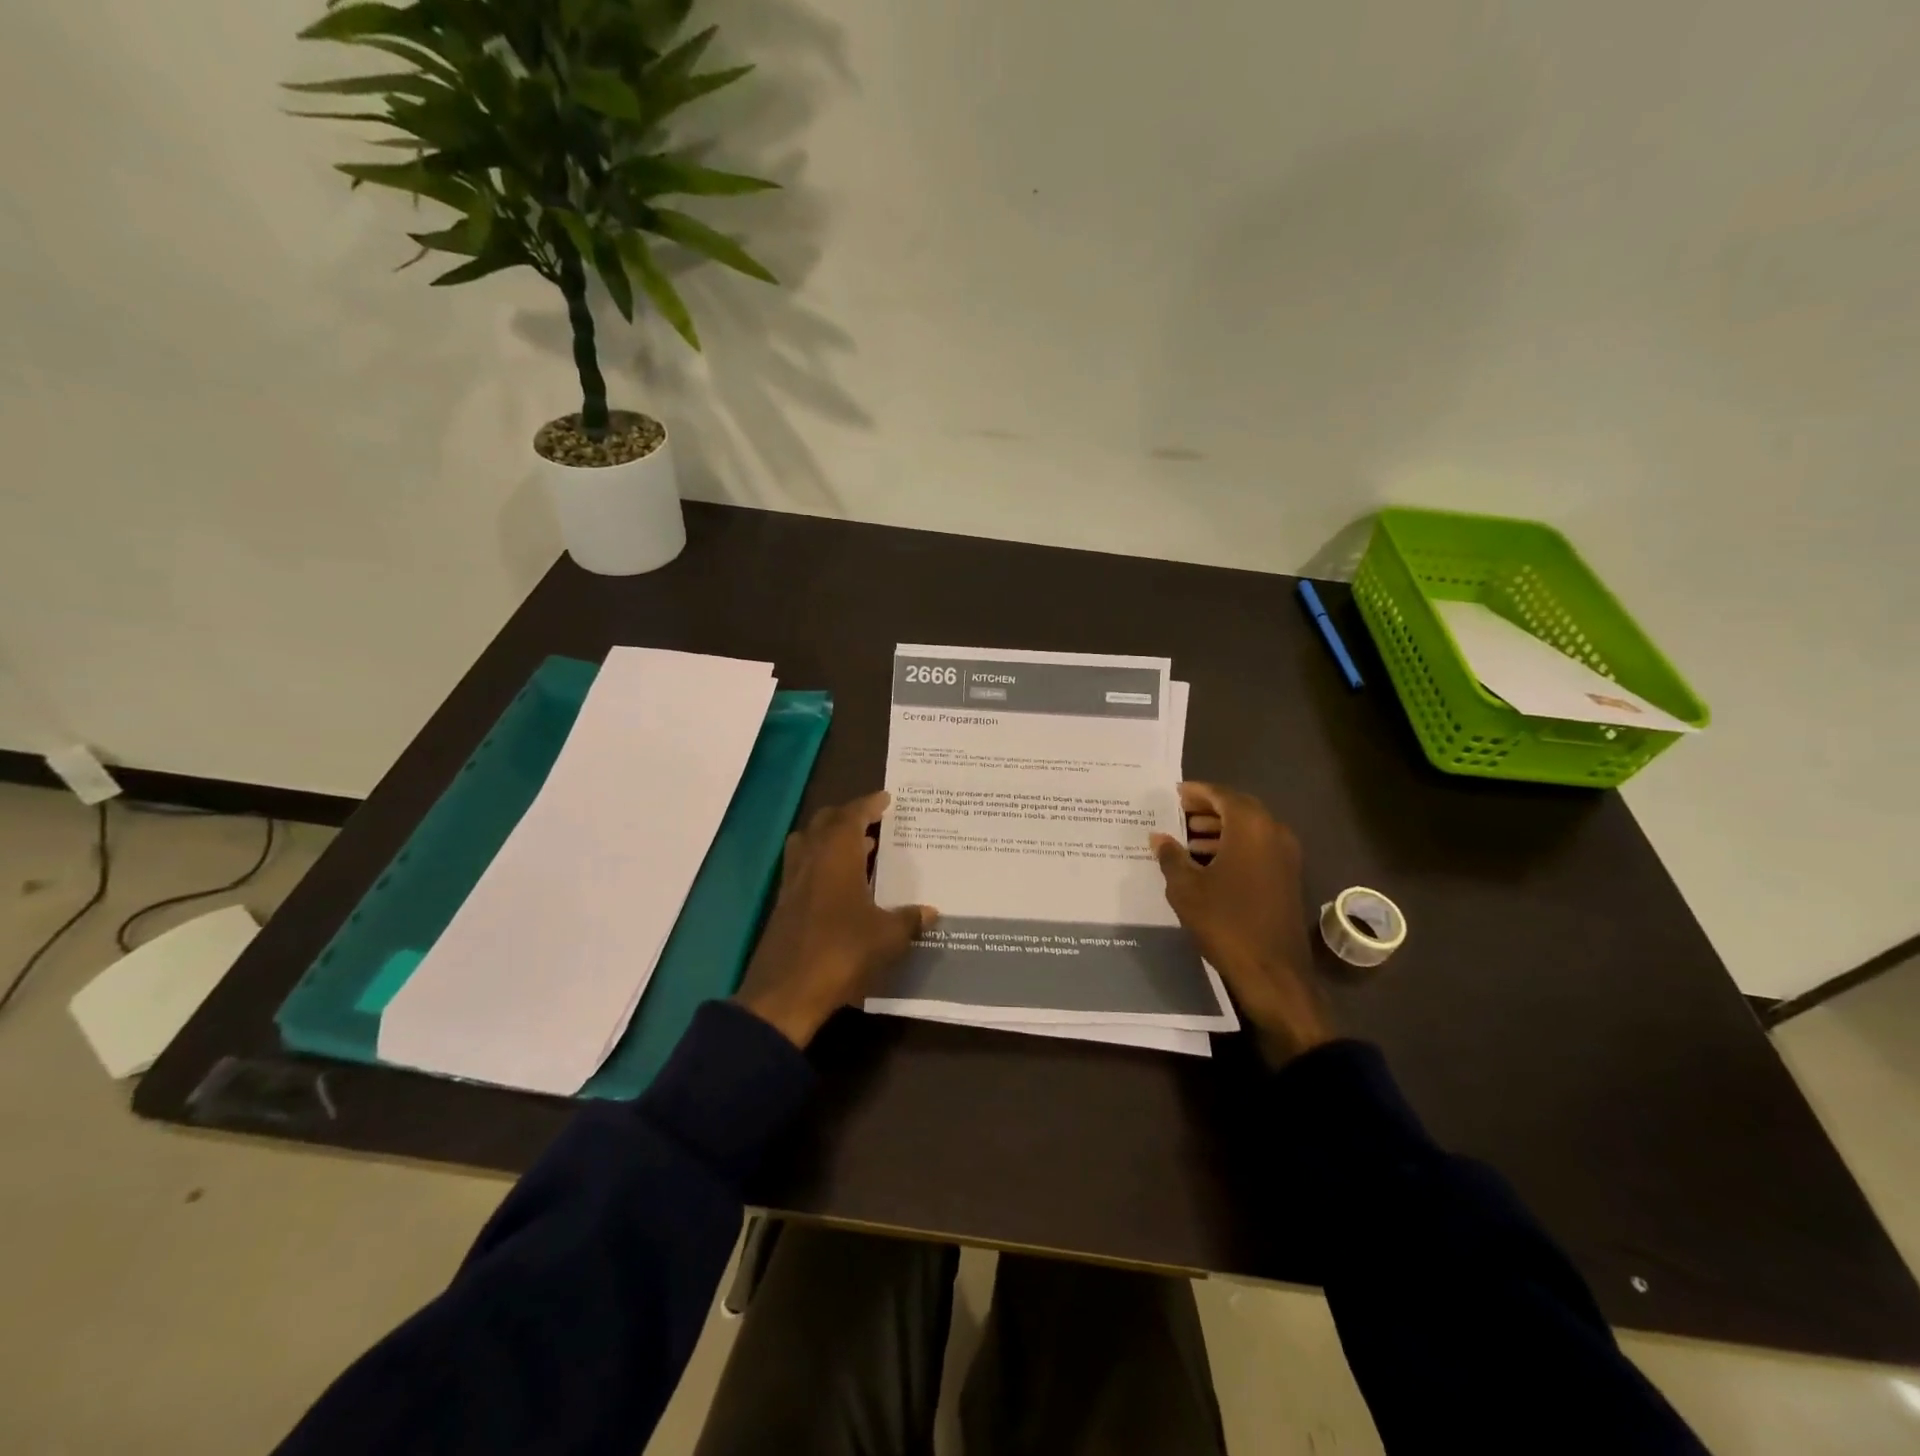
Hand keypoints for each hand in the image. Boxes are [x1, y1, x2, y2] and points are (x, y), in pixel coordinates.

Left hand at [735, 791, 936, 1048]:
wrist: (785, 994)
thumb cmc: (841, 953)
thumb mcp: (887, 938)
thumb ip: (909, 920)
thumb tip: (931, 912)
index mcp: (836, 855)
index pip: (852, 815)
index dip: (869, 804)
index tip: (886, 798)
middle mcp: (810, 859)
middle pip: (825, 821)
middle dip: (848, 815)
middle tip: (874, 820)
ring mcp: (792, 882)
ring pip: (808, 842)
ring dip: (830, 837)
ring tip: (858, 847)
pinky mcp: (783, 904)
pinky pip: (803, 866)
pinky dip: (821, 862)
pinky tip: (840, 883)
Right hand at [1149, 783, 1333, 1066]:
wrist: (1273, 971)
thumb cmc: (1225, 922)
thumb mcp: (1186, 888)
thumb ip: (1171, 856)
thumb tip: (1159, 837)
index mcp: (1250, 827)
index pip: (1221, 795)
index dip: (1196, 792)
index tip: (1175, 793)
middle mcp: (1273, 833)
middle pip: (1238, 808)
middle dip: (1208, 809)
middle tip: (1179, 813)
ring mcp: (1286, 856)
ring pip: (1249, 829)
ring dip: (1221, 829)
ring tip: (1188, 838)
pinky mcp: (1288, 878)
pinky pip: (1258, 848)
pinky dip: (1234, 846)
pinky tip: (1209, 863)